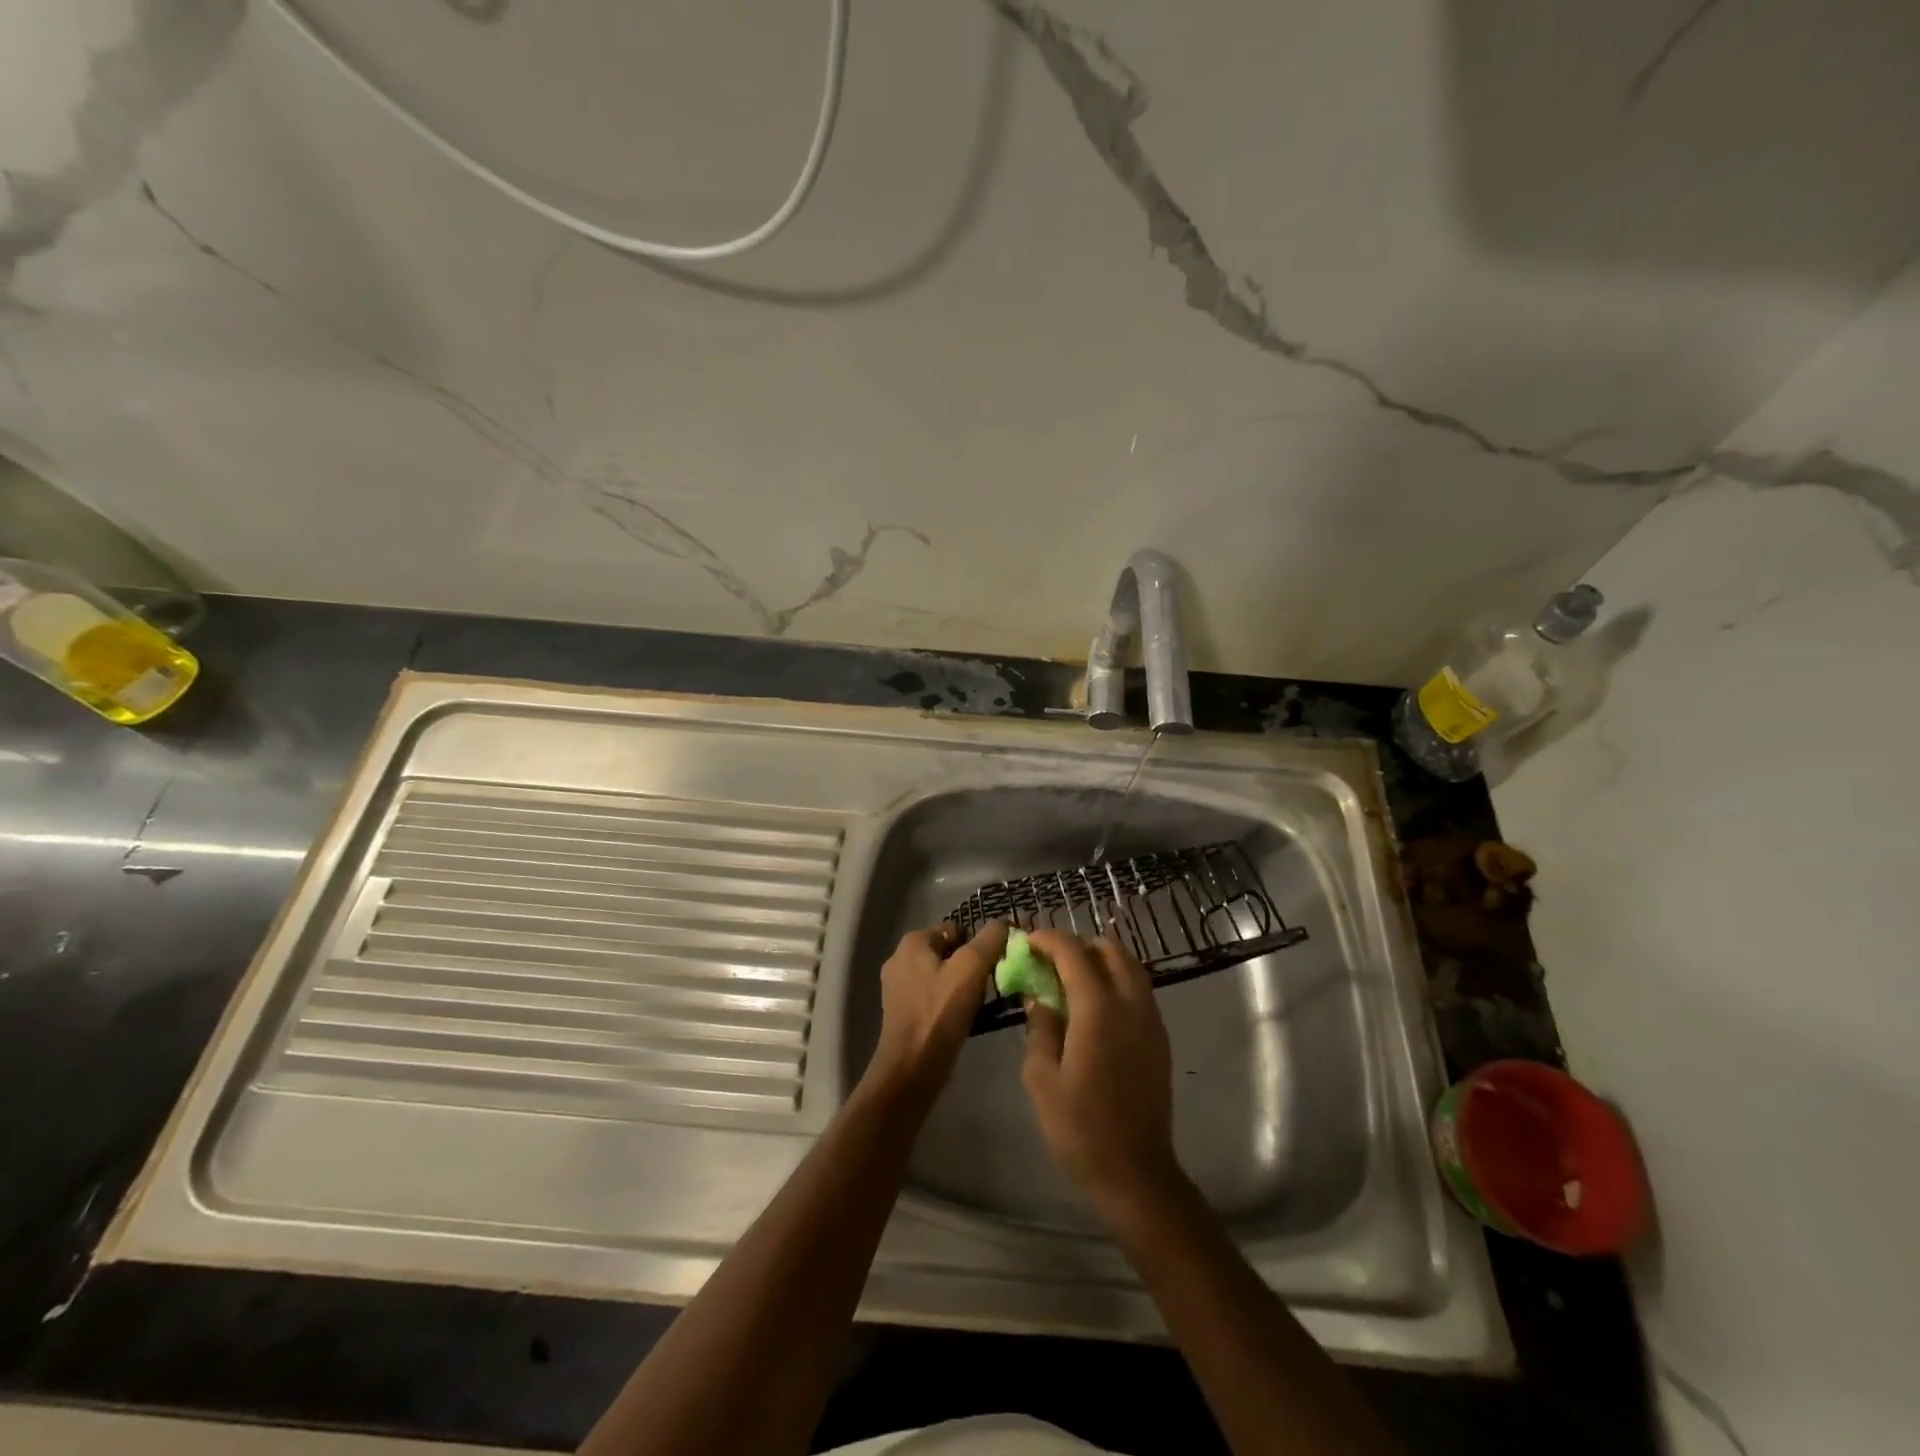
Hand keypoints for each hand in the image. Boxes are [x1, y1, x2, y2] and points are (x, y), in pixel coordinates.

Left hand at [863, 920, 1006, 1106]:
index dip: (978, 944)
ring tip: (978, 1005)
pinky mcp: (901, 1011)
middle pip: (949, 952)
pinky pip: (933, 996)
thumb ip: (989, 940)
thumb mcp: (971, 968)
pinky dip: (948, 1003)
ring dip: (961, 986)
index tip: (994, 966)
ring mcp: (898, 986)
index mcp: (913, 942)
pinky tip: (962, 1019)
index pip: (956, 929)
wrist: (911, 1068)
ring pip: (942, 976)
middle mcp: (900, 958)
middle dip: (970, 966)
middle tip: (988, 986)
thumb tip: (1003, 922)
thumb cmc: (940, 1013)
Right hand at [1021, 931, 1181, 1216]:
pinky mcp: (1159, 1038)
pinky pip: (1138, 990)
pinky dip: (1115, 982)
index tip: (1028, 942)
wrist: (1136, 1173)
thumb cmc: (1080, 1128)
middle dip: (1078, 946)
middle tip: (1051, 963)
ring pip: (1129, 966)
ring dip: (1100, 962)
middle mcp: (1130, 1004)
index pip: (1073, 952)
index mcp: (1098, 1009)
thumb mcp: (1041, 1078)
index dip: (1048, 939)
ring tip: (1071, 983)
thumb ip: (1040, 1028)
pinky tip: (1093, 1009)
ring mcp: (1151, 1020)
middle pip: (1109, 949)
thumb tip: (1040, 999)